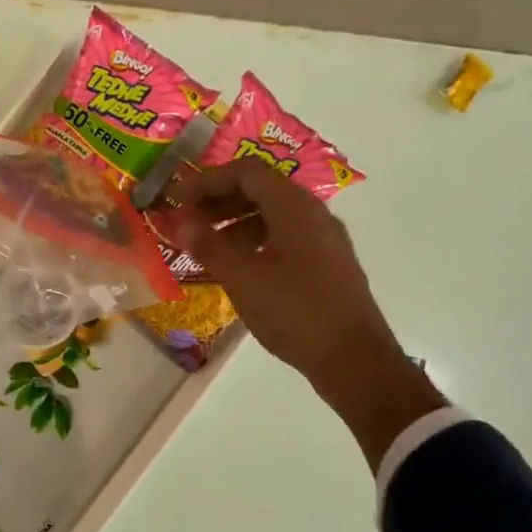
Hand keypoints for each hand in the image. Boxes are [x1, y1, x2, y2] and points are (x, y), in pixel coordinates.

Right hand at [169, 158, 445, 467]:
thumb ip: (209, 246)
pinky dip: (254, 243)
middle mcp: (313, 215)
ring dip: (235, 224)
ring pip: (273, 216)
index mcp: (295, 208)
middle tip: (188, 221)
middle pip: (261, 190)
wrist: (353, 359)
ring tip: (207, 249)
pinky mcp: (327, 266)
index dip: (208, 180)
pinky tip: (237, 270)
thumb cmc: (294, 311)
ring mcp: (324, 240)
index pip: (247, 172)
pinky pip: (284, 239)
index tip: (178, 199)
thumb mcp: (242, 278)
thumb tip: (183, 222)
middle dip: (219, 201)